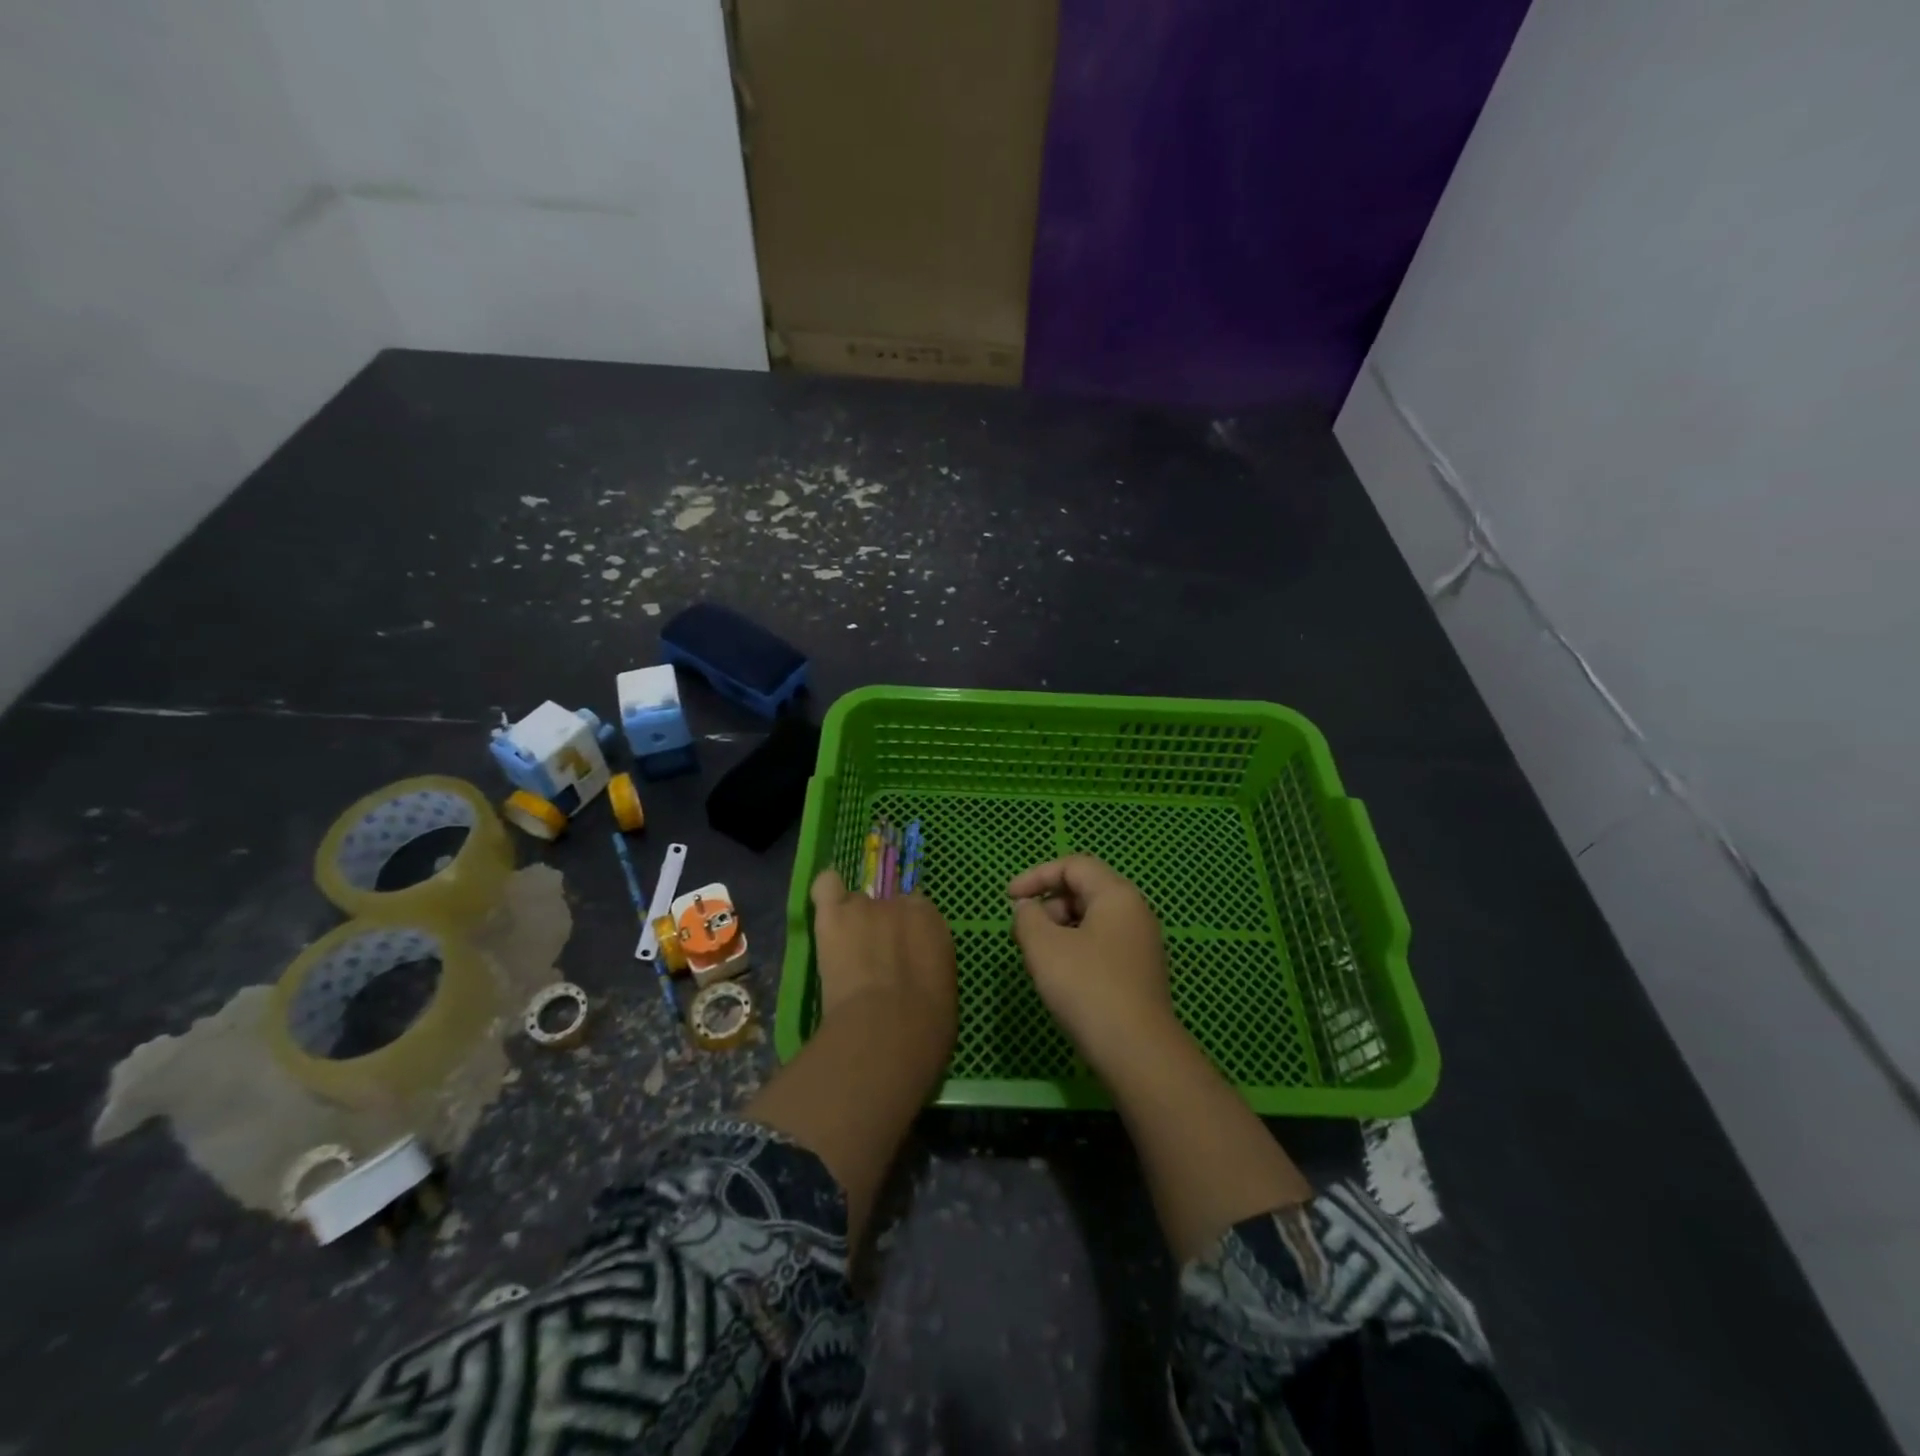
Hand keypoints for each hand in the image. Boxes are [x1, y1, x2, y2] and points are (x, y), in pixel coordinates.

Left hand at [810, 870, 957, 1052]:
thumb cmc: (926, 1026)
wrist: (886, 1032)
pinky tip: (825, 909)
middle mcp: (900, 905)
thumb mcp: (941, 993)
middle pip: (886, 906)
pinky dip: (826, 894)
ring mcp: (865, 907)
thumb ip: (928, 970)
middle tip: (873, 962)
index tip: (901, 957)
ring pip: (855, 904)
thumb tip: (918, 978)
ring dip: (852, 923)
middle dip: (879, 928)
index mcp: (933, 923)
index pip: (918, 912)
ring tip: (845, 954)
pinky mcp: (833, 916)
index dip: (907, 934)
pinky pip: (826, 887)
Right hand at [1009, 855, 1175, 1070]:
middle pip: (1084, 890)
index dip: (1036, 876)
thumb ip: (1027, 917)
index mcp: (1117, 894)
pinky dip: (1076, 949)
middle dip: (1048, 905)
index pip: (1073, 865)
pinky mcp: (1141, 972)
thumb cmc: (1086, 987)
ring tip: (1039, 958)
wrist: (1137, 1051)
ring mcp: (1142, 943)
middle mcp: (1135, 912)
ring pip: (1092, 920)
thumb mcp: (1043, 946)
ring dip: (1060, 930)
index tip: (1009, 899)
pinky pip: (1102, 945)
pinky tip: (1062, 978)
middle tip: (1024, 934)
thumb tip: (1028, 908)